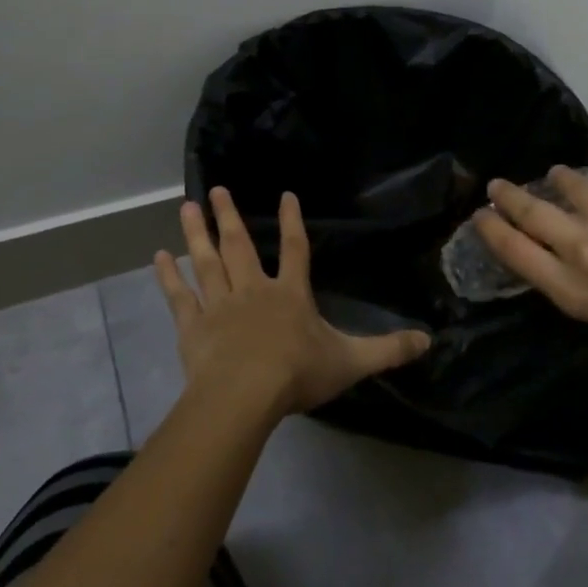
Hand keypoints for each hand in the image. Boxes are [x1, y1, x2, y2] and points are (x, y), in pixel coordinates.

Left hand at [155, 188, 431, 420]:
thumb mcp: (352, 361)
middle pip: (240, 246)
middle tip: (218, 190)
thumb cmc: (297, 375)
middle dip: (230, 217)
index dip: (291, 222)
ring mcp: (220, 306)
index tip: (286, 195)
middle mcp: (253, 290)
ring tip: (187, 207)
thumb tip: (429, 340)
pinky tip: (158, 258)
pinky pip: (180, 296)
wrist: (244, 397)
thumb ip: (388, 349)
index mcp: (290, 294)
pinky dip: (169, 277)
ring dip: (197, 234)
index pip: (295, 249)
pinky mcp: (193, 327)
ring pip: (207, 262)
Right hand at [473, 146, 587, 352]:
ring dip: (558, 178)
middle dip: (508, 198)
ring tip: (555, 174)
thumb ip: (569, 281)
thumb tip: (552, 250)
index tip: (480, 216)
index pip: (515, 252)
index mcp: (571, 286)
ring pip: (570, 186)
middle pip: (532, 215)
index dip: (492, 231)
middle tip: (496, 186)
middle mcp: (583, 249)